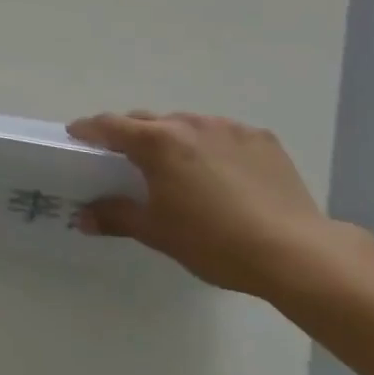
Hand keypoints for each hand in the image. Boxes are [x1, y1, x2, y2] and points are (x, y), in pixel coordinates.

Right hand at [67, 110, 344, 297]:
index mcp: (157, 143)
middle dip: (132, 135)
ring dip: (174, 140)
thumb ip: (116, 217)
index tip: (77, 135)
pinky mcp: (261, 139)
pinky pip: (224, 135)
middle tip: (128, 160)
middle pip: (147, 121)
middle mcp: (188, 124)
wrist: (296, 253)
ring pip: (187, 125)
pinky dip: (213, 148)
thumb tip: (82, 216)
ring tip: (181, 170)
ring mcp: (228, 128)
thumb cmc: (214, 243)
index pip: (109, 125)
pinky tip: (225, 177)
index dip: (89, 129)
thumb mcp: (158, 233)